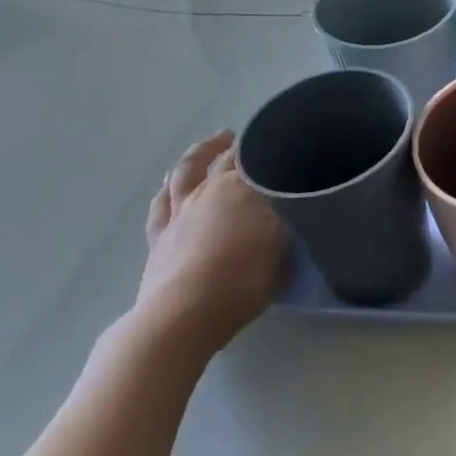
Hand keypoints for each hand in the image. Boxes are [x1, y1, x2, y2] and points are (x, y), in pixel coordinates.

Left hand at [136, 132, 285, 357]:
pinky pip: (160, 206)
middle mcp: (208, 190)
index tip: (283, 142)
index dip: (269, 146)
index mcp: (240, 186)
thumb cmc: (243, 278)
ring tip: (209, 146)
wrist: (184, 315)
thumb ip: (291, 215)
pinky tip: (169, 187)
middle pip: (222, 158)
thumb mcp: (284, 243)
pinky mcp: (158, 237)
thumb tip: (297, 198)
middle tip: (251, 140)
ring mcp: (179, 212)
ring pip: (184, 173)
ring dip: (198, 155)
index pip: (257, 154)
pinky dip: (166, 191)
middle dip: (237, 146)